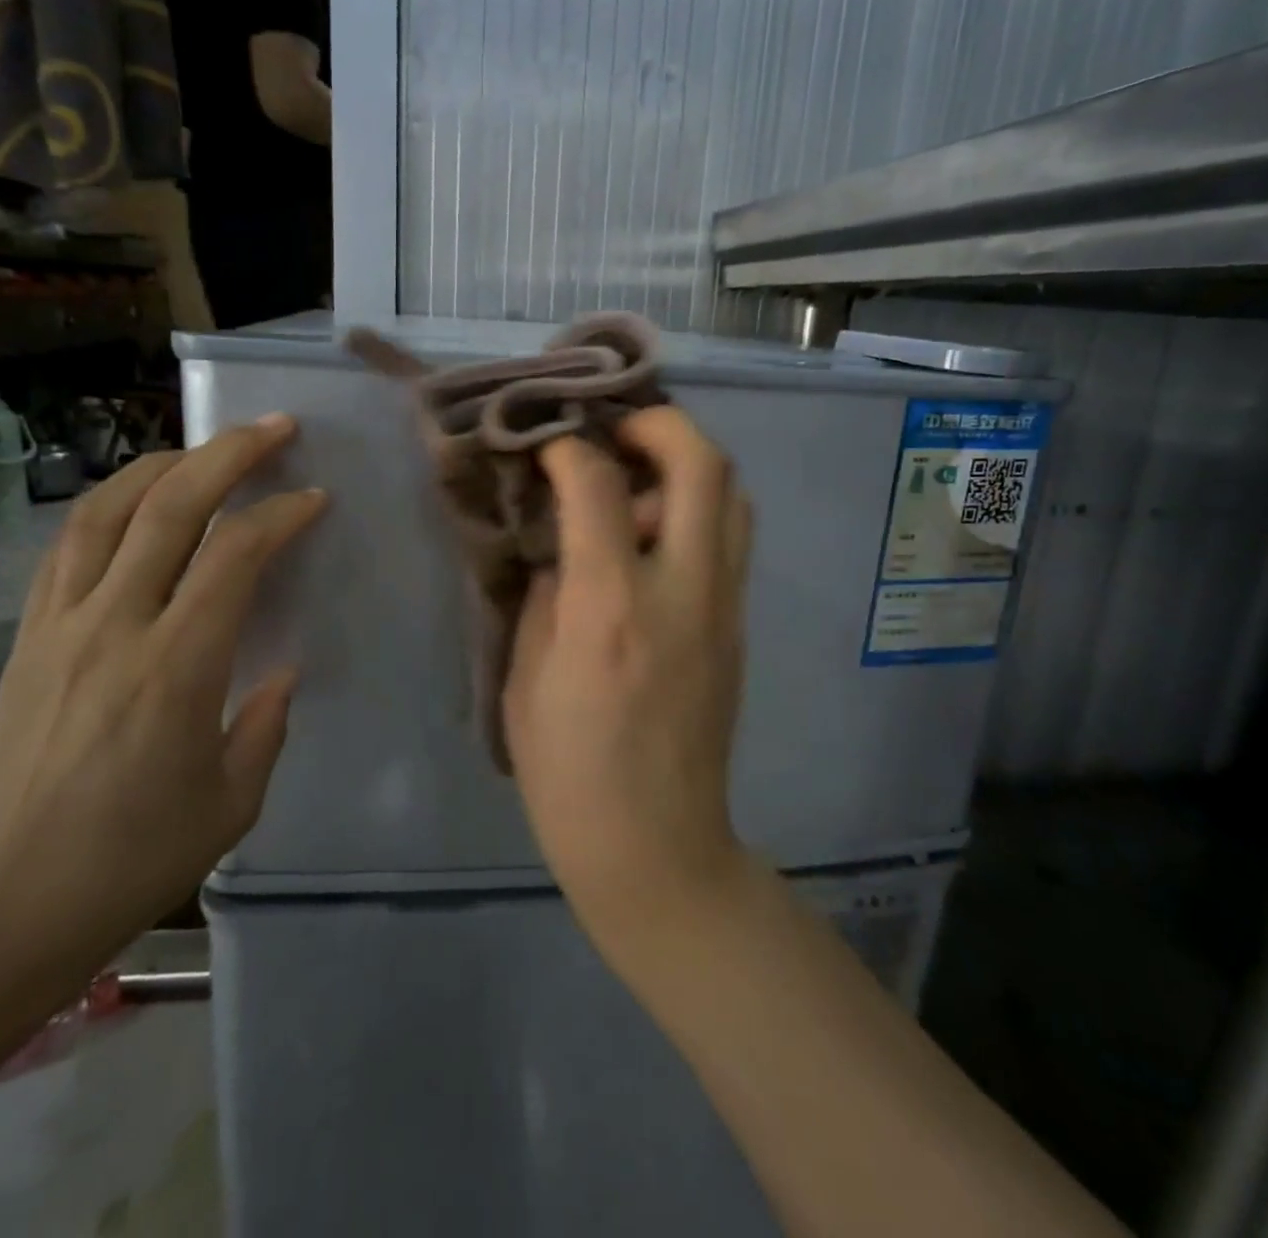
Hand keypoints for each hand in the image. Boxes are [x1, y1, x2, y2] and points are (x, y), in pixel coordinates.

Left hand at [0, 417, 325, 985]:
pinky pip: (67, 549)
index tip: (313, 500)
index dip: (280, 515)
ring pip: (106, 512)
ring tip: (202, 450)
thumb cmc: (141, 854)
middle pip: (169, 508)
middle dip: (228, 454)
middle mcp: (113, 628)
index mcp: (176, 667)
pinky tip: (136, 503)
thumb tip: (281, 669)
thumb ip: (267, 721)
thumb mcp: (235, 798)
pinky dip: (108, 508)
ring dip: (161, 466)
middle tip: (273, 428)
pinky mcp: (28, 639)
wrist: (17, 902)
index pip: (233, 555)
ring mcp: (60, 627)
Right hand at [503, 407, 753, 937]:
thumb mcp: (527, 676)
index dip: (568, 448)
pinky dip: (700, 506)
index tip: (547, 446)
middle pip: (702, 463)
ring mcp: (724, 607)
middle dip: (656, 422)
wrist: (655, 844)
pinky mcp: (740, 626)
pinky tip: (658, 533)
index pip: (600, 485)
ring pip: (733, 493)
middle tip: (613, 432)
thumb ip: (549, 592)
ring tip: (638, 477)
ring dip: (688, 462)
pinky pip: (732, 537)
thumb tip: (565, 540)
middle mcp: (682, 591)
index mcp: (610, 607)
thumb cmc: (568, 771)